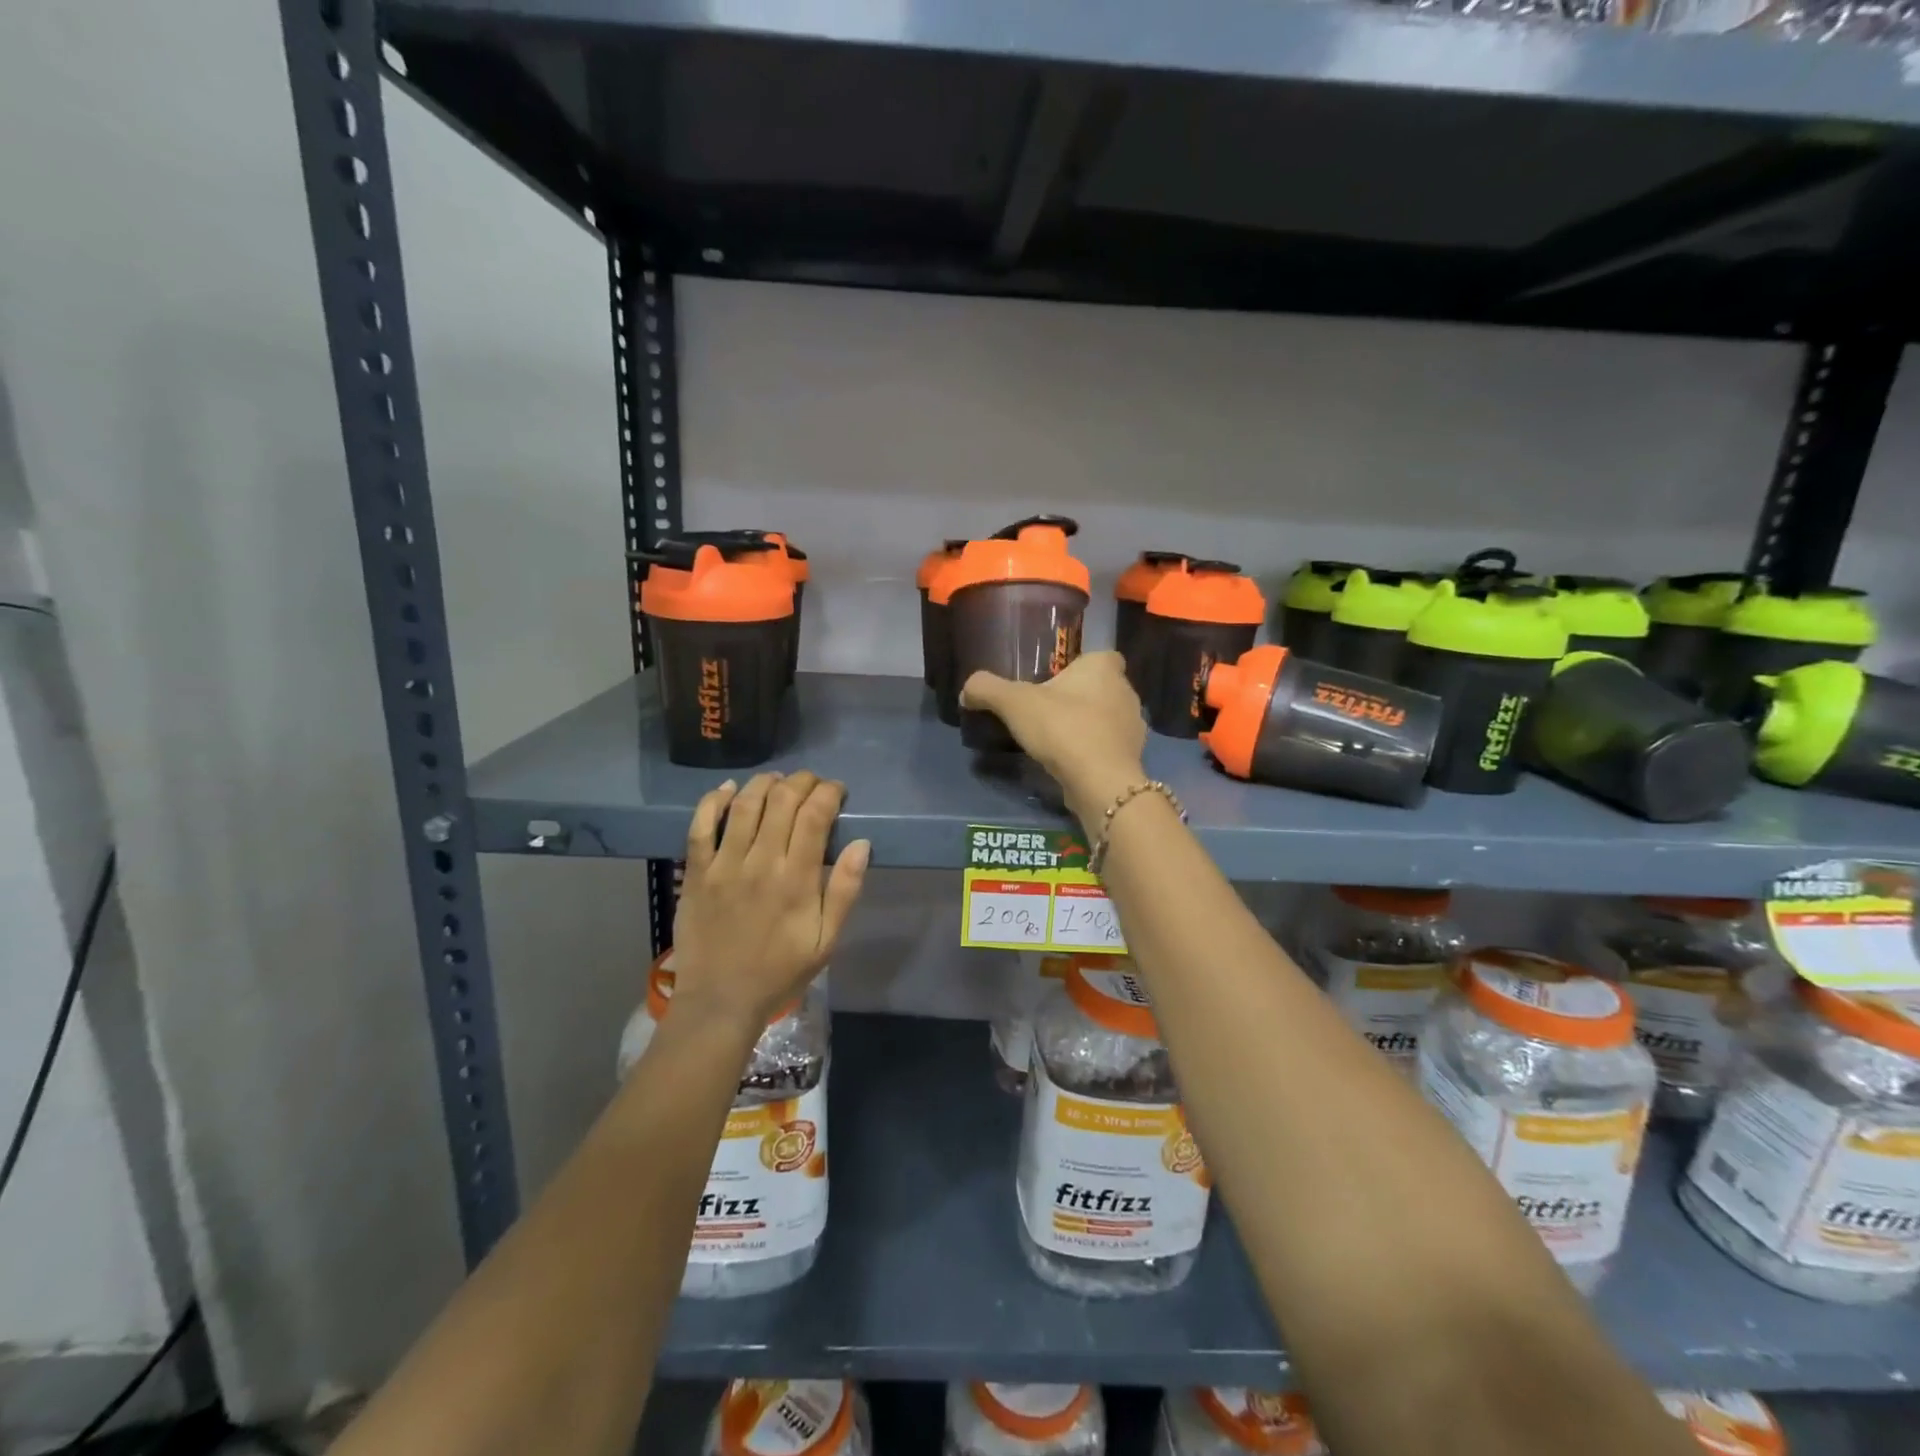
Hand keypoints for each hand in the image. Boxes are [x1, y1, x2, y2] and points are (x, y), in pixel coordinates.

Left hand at [669, 772, 869, 1033]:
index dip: (829, 792)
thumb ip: (845, 892)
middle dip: (802, 781)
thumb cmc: (780, 972)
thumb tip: (862, 844)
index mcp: (797, 879)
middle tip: (812, 783)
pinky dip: (715, 800)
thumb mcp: (826, 941)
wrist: (720, 1001)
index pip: (815, 815)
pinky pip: (701, 825)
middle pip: (782, 800)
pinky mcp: (697, 872)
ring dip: (765, 783)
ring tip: (778, 781)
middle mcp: (761, 862)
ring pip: (745, 804)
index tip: (837, 791)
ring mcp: (724, 865)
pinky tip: (729, 789)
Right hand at [960, 652, 1147, 828]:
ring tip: (1056, 740)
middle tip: (1047, 712)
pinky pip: (1108, 747)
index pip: (1100, 656)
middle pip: (1101, 688)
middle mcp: (1126, 691)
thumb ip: (987, 689)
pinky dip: (1093, 752)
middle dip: (1079, 697)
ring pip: (1107, 718)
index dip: (1080, 667)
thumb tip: (967, 691)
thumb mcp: (1014, 703)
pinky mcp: (1131, 758)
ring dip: (1087, 726)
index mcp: (1105, 668)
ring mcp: (1134, 727)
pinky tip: (1070, 763)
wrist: (1099, 781)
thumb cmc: (1062, 728)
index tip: (1056, 682)